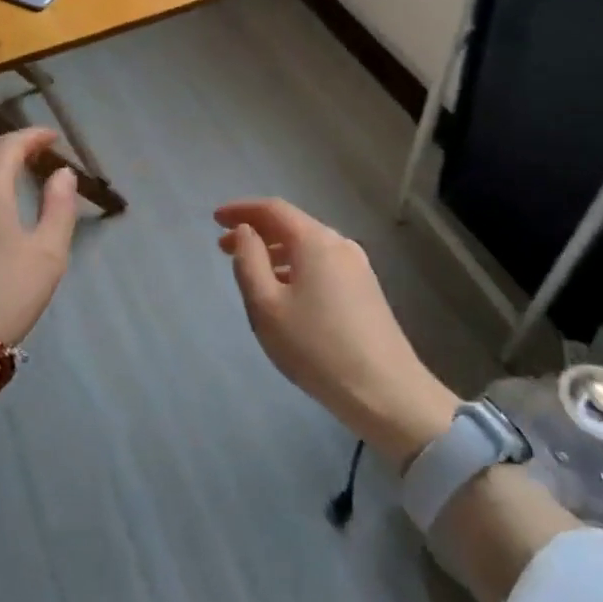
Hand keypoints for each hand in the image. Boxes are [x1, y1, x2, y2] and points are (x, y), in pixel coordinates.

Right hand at [216, 198, 457, 466]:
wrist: (386, 392)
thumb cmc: (316, 347)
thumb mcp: (266, 306)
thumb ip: (249, 261)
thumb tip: (246, 232)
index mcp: (315, 241)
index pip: (273, 209)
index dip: (242, 210)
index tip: (215, 218)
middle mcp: (339, 244)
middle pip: (292, 225)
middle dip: (256, 231)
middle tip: (224, 246)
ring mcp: (357, 267)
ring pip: (308, 246)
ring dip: (275, 251)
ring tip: (250, 269)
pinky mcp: (366, 290)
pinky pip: (322, 264)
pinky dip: (295, 266)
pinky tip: (285, 290)